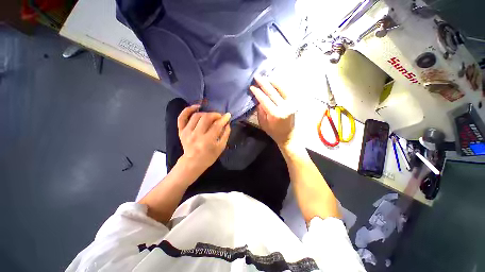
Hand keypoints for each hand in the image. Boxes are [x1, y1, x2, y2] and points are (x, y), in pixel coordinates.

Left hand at [177, 105, 230, 176]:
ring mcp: (187, 132)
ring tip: (211, 116)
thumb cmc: (209, 156)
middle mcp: (196, 135)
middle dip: (215, 115)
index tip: (228, 115)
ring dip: (206, 113)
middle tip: (219, 117)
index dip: (223, 119)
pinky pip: (182, 117)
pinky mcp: (181, 131)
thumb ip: (225, 135)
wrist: (193, 162)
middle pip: (206, 118)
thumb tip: (227, 124)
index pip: (216, 125)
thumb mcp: (221, 147)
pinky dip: (188, 110)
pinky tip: (196, 107)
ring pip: (196, 116)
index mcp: (207, 141)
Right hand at [250, 76, 297, 148]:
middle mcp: (285, 107)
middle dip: (264, 83)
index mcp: (275, 114)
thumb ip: (260, 111)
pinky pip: (288, 90)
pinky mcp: (295, 102)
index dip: (257, 92)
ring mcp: (292, 103)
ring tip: (266, 76)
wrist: (288, 135)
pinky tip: (275, 81)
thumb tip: (259, 99)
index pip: (265, 99)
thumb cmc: (274, 132)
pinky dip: (281, 84)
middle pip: (273, 92)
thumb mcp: (263, 123)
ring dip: (273, 81)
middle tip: (257, 76)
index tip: (252, 86)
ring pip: (282, 88)